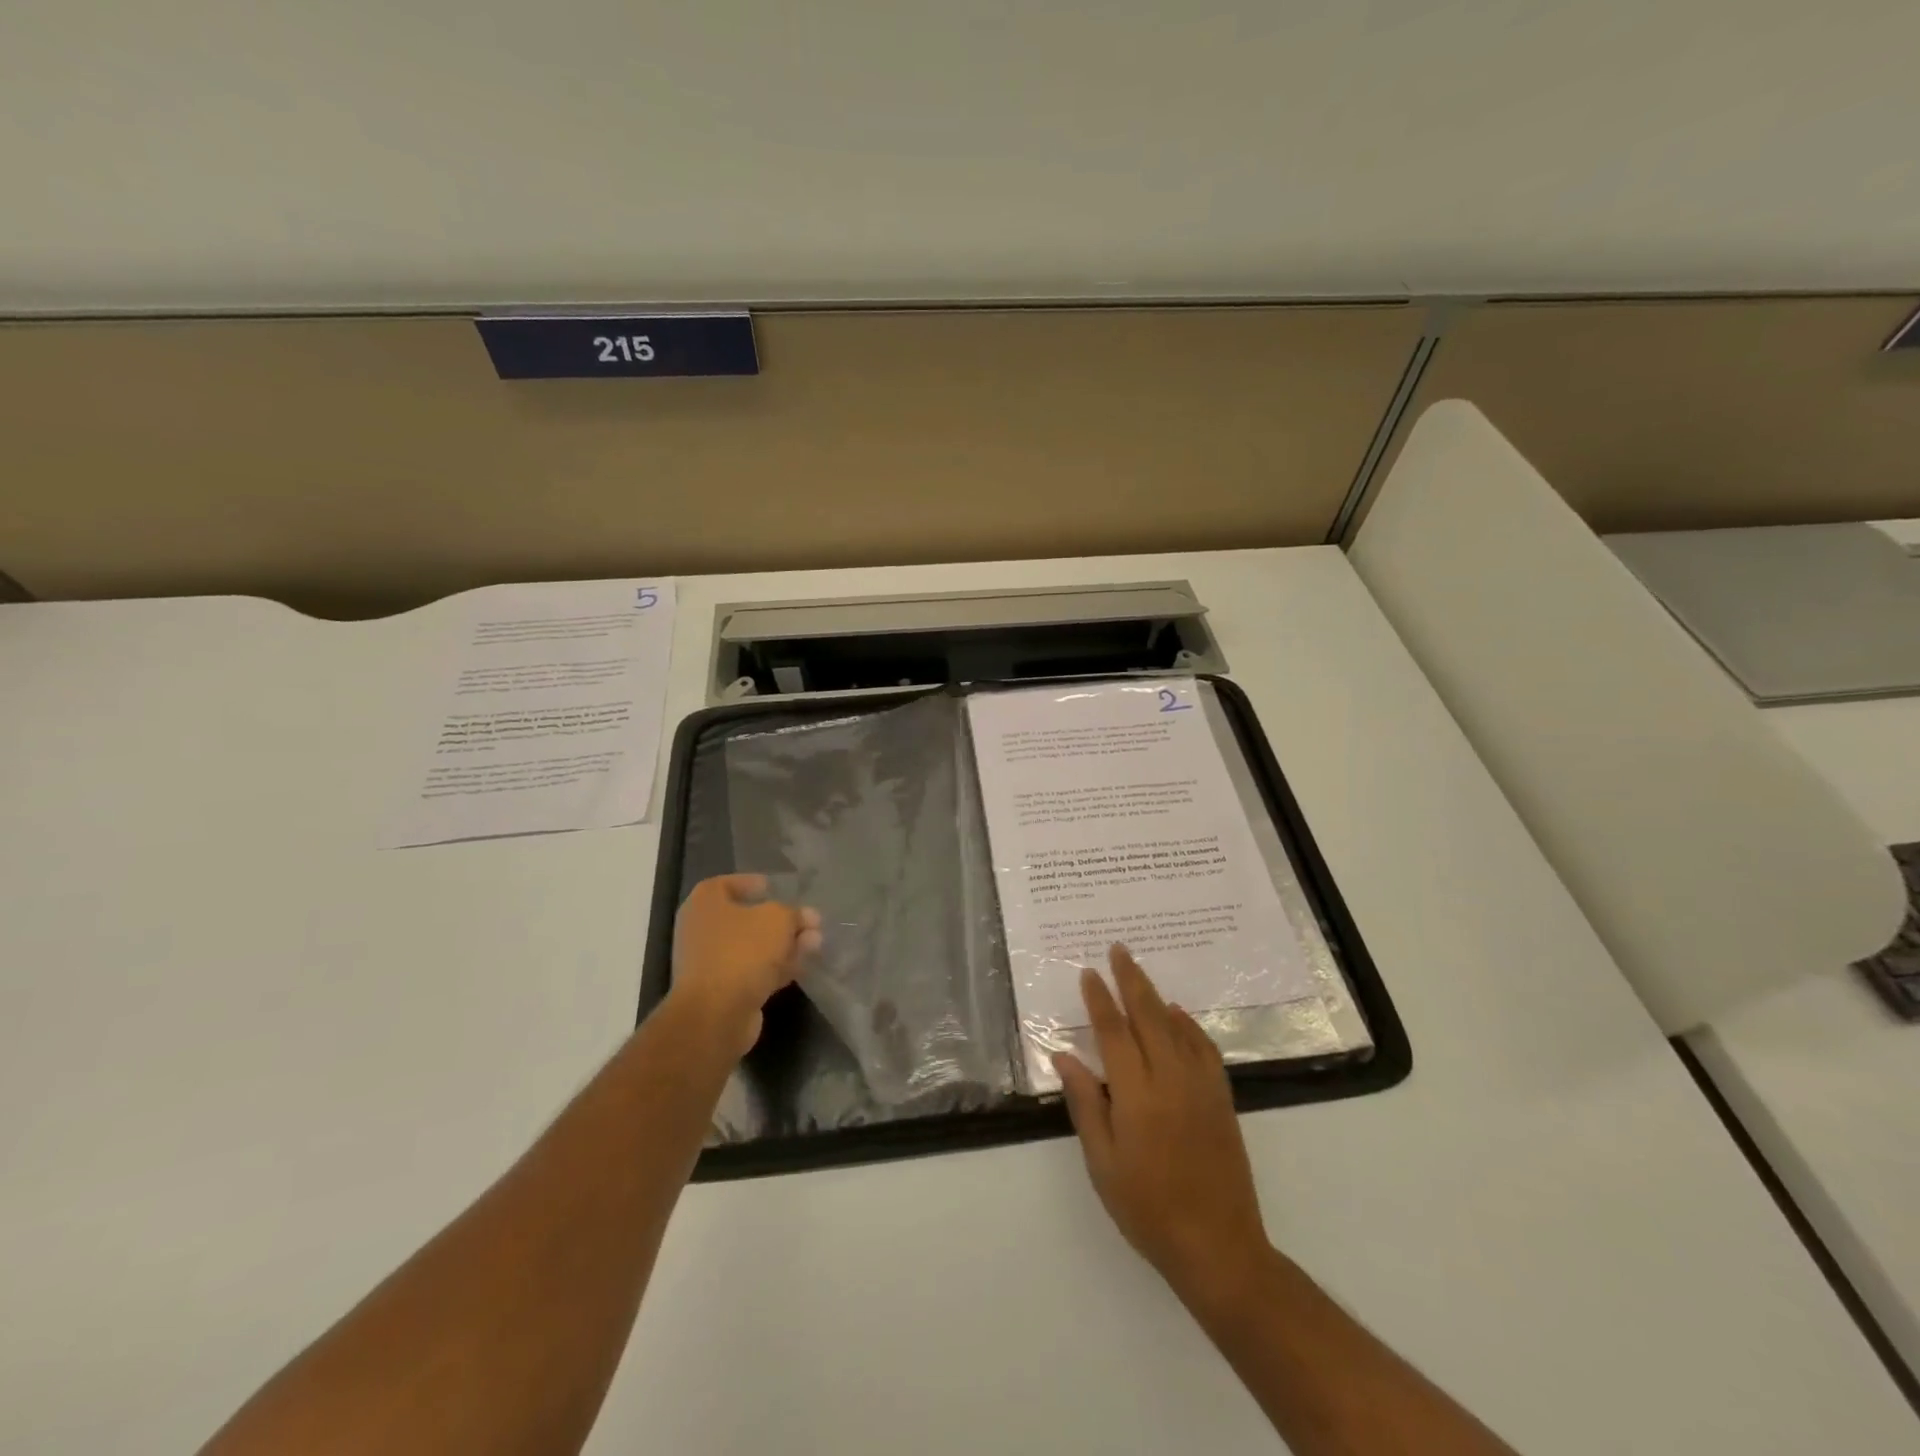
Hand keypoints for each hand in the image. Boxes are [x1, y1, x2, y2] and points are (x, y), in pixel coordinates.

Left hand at [668, 874, 820, 1056]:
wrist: (716, 1014)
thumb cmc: (742, 951)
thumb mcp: (777, 919)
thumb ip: (794, 914)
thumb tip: (808, 917)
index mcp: (705, 903)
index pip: (726, 884)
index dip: (751, 883)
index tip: (775, 888)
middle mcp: (703, 930)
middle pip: (746, 918)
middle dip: (781, 920)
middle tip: (809, 921)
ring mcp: (712, 963)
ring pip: (754, 947)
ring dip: (785, 944)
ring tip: (816, 943)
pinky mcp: (724, 991)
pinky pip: (754, 971)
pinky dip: (777, 966)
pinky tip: (803, 965)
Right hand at [1054, 946, 1270, 1308]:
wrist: (1218, 1246)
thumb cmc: (1147, 1209)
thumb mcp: (1103, 1164)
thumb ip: (1085, 1104)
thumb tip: (1064, 1057)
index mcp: (1136, 1095)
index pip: (1114, 1033)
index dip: (1099, 1000)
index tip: (1088, 973)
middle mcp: (1171, 1079)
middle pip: (1148, 1016)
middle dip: (1131, 979)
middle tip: (1118, 949)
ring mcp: (1201, 1087)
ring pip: (1177, 1026)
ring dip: (1156, 995)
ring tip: (1140, 972)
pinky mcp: (1221, 1098)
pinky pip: (1204, 1048)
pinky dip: (1189, 1025)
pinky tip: (1178, 1016)